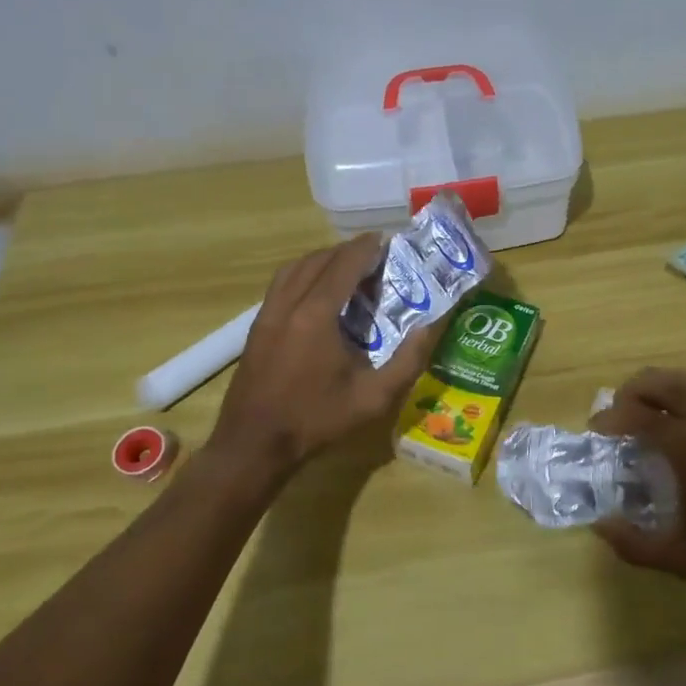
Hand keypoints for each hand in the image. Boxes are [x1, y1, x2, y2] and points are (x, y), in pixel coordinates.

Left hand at [209, 235, 439, 476]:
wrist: (253, 445)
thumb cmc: (316, 420)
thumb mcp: (373, 398)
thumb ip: (408, 360)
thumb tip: (432, 325)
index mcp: (317, 315)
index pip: (343, 265)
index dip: (366, 248)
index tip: (387, 240)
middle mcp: (289, 304)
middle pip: (318, 260)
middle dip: (347, 251)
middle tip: (374, 254)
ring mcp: (268, 315)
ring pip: (294, 268)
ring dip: (322, 259)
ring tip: (346, 266)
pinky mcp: (257, 328)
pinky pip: (281, 284)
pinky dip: (303, 274)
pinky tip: (317, 291)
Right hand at [590, 368, 685, 583]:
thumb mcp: (685, 558)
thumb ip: (635, 546)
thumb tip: (600, 526)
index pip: (636, 414)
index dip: (609, 418)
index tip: (596, 431)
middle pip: (655, 381)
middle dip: (628, 394)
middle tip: (617, 419)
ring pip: (681, 378)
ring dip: (655, 389)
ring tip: (645, 413)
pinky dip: (682, 390)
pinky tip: (682, 414)